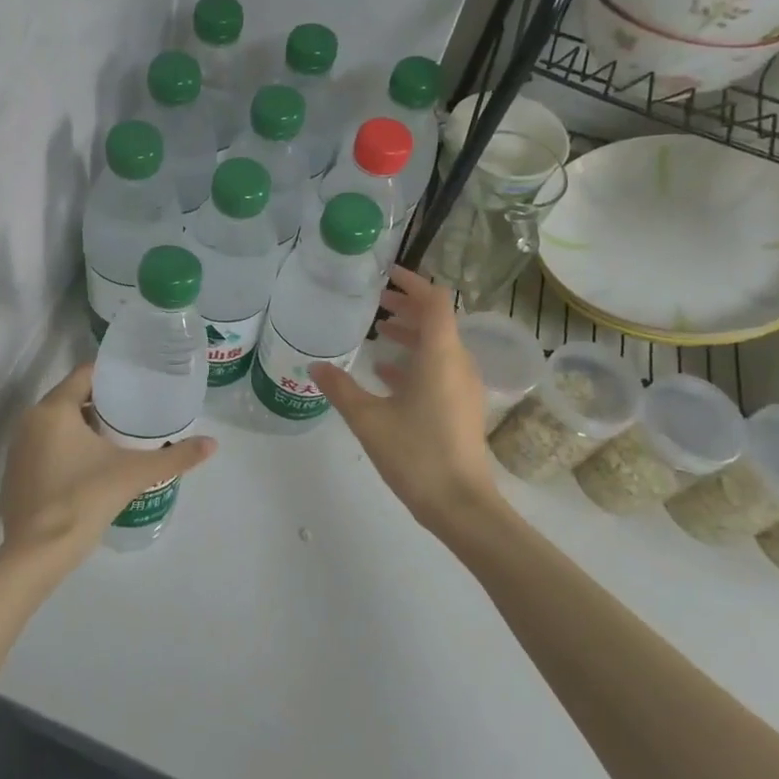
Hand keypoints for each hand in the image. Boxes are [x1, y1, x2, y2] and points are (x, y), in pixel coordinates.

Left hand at [0, 363, 216, 574]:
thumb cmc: (82, 500)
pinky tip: (94, 463)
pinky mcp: (16, 472)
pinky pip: (47, 445)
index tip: (139, 382)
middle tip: (137, 410)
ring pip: (59, 423)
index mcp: (54, 409)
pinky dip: (69, 445)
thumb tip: (213, 443)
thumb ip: (175, 457)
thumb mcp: (134, 474)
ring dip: (86, 425)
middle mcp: (30, 420)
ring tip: (121, 435)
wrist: (35, 555)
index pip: (85, 373)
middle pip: (72, 397)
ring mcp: (19, 447)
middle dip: (103, 402)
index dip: (112, 375)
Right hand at [310, 267, 503, 537]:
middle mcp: (458, 363)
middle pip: (437, 320)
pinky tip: (386, 373)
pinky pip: (439, 369)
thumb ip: (341, 388)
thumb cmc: (416, 454)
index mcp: (440, 355)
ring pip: (438, 346)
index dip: (412, 282)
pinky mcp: (460, 407)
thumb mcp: (368, 419)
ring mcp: (463, 387)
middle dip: (407, 306)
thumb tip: (314, 366)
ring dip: (411, 333)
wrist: (460, 505)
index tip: (385, 274)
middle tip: (374, 300)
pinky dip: (415, 361)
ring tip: (378, 331)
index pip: (434, 301)